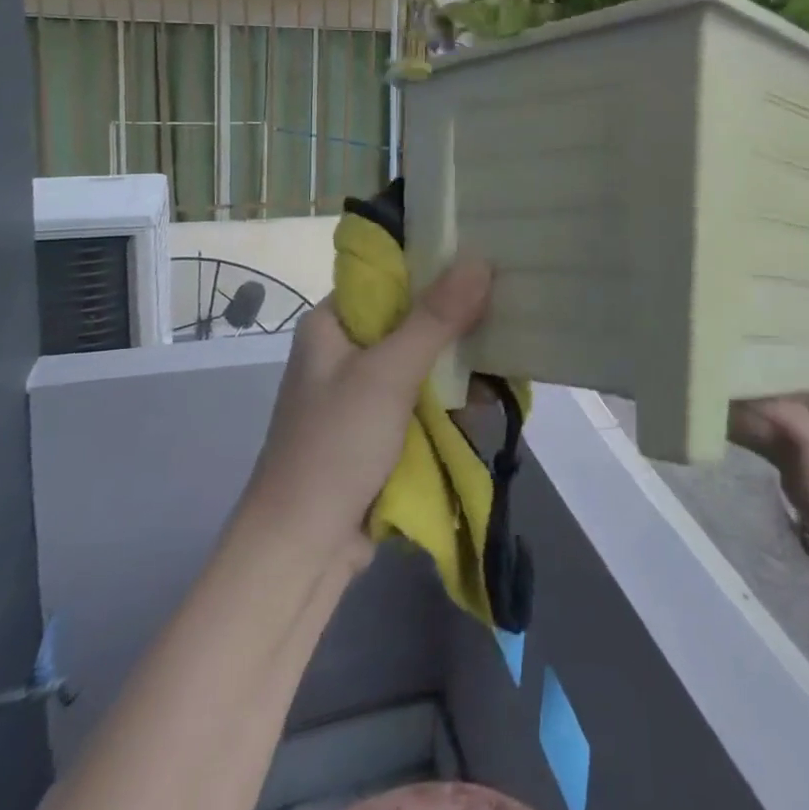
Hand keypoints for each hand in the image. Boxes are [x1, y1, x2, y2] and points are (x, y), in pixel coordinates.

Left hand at [245, 258, 492, 562]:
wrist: (301, 551)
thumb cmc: (335, 446)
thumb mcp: (388, 374)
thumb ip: (435, 318)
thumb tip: (479, 260)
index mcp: (332, 323)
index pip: (387, 275)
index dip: (434, 264)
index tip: (483, 258)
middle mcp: (345, 350)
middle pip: (410, 317)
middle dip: (456, 318)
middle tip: (507, 305)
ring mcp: (362, 392)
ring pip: (421, 359)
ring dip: (458, 362)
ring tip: (508, 353)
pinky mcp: (379, 428)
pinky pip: (422, 397)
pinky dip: (450, 397)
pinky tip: (486, 398)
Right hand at [730, 311, 808, 635]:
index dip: (795, 310)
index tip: (773, 274)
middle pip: (774, 362)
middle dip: (752, 335)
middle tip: (731, 299)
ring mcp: (804, 442)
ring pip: (756, 397)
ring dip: (743, 375)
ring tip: (724, 343)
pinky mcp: (802, 477)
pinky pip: (772, 439)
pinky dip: (762, 418)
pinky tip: (766, 400)